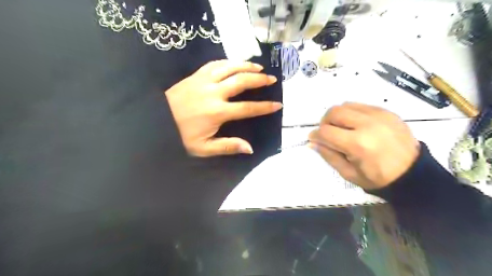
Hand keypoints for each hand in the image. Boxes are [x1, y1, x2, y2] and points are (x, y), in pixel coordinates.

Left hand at [165, 60, 279, 156]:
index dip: (264, 107)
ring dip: (246, 66)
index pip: (247, 108)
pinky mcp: (195, 75)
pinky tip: (235, 63)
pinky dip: (228, 62)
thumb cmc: (180, 136)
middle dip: (260, 79)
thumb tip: (249, 148)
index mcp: (217, 112)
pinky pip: (214, 64)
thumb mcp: (203, 148)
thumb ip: (227, 146)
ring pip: (230, 68)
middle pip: (242, 81)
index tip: (277, 104)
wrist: (155, 121)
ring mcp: (204, 81)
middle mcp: (214, 93)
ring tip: (259, 67)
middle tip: (272, 79)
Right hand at [306, 102, 418, 188]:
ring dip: (337, 116)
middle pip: (334, 112)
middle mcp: (367, 124)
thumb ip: (328, 155)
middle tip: (327, 132)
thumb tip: (313, 142)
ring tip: (341, 128)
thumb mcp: (349, 173)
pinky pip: (361, 105)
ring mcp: (379, 115)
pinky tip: (356, 125)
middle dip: (324, 122)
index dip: (315, 135)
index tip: (313, 139)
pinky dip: (352, 113)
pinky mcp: (387, 112)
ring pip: (346, 105)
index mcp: (357, 144)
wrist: (413, 173)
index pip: (326, 132)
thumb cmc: (378, 178)